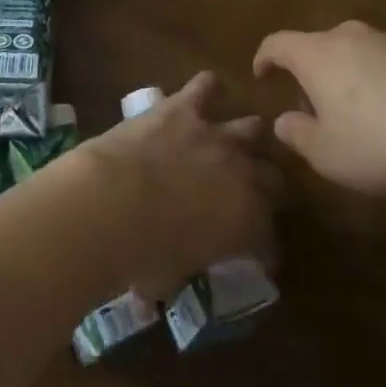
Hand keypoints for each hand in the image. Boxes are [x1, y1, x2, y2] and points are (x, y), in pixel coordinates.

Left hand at [74, 72, 280, 300]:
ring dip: (245, 137)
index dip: (263, 249)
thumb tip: (153, 300)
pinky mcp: (185, 108)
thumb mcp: (166, 280)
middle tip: (248, 196)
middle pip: (273, 178)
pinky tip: (200, 94)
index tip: (254, 257)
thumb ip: (170, 276)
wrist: (112, 202)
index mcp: (245, 225)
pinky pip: (206, 86)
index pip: (269, 240)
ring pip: (252, 128)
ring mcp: (215, 136)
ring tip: (233, 141)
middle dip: (265, 189)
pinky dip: (206, 89)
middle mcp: (242, 176)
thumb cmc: (140, 255)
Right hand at [253, 22, 385, 195]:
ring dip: (354, 73)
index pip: (277, 43)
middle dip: (313, 72)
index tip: (262, 74)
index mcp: (317, 54)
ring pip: (360, 51)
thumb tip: (284, 120)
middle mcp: (351, 35)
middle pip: (320, 46)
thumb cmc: (377, 143)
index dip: (265, 57)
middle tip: (319, 107)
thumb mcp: (327, 155)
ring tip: (366, 111)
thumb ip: (298, 135)